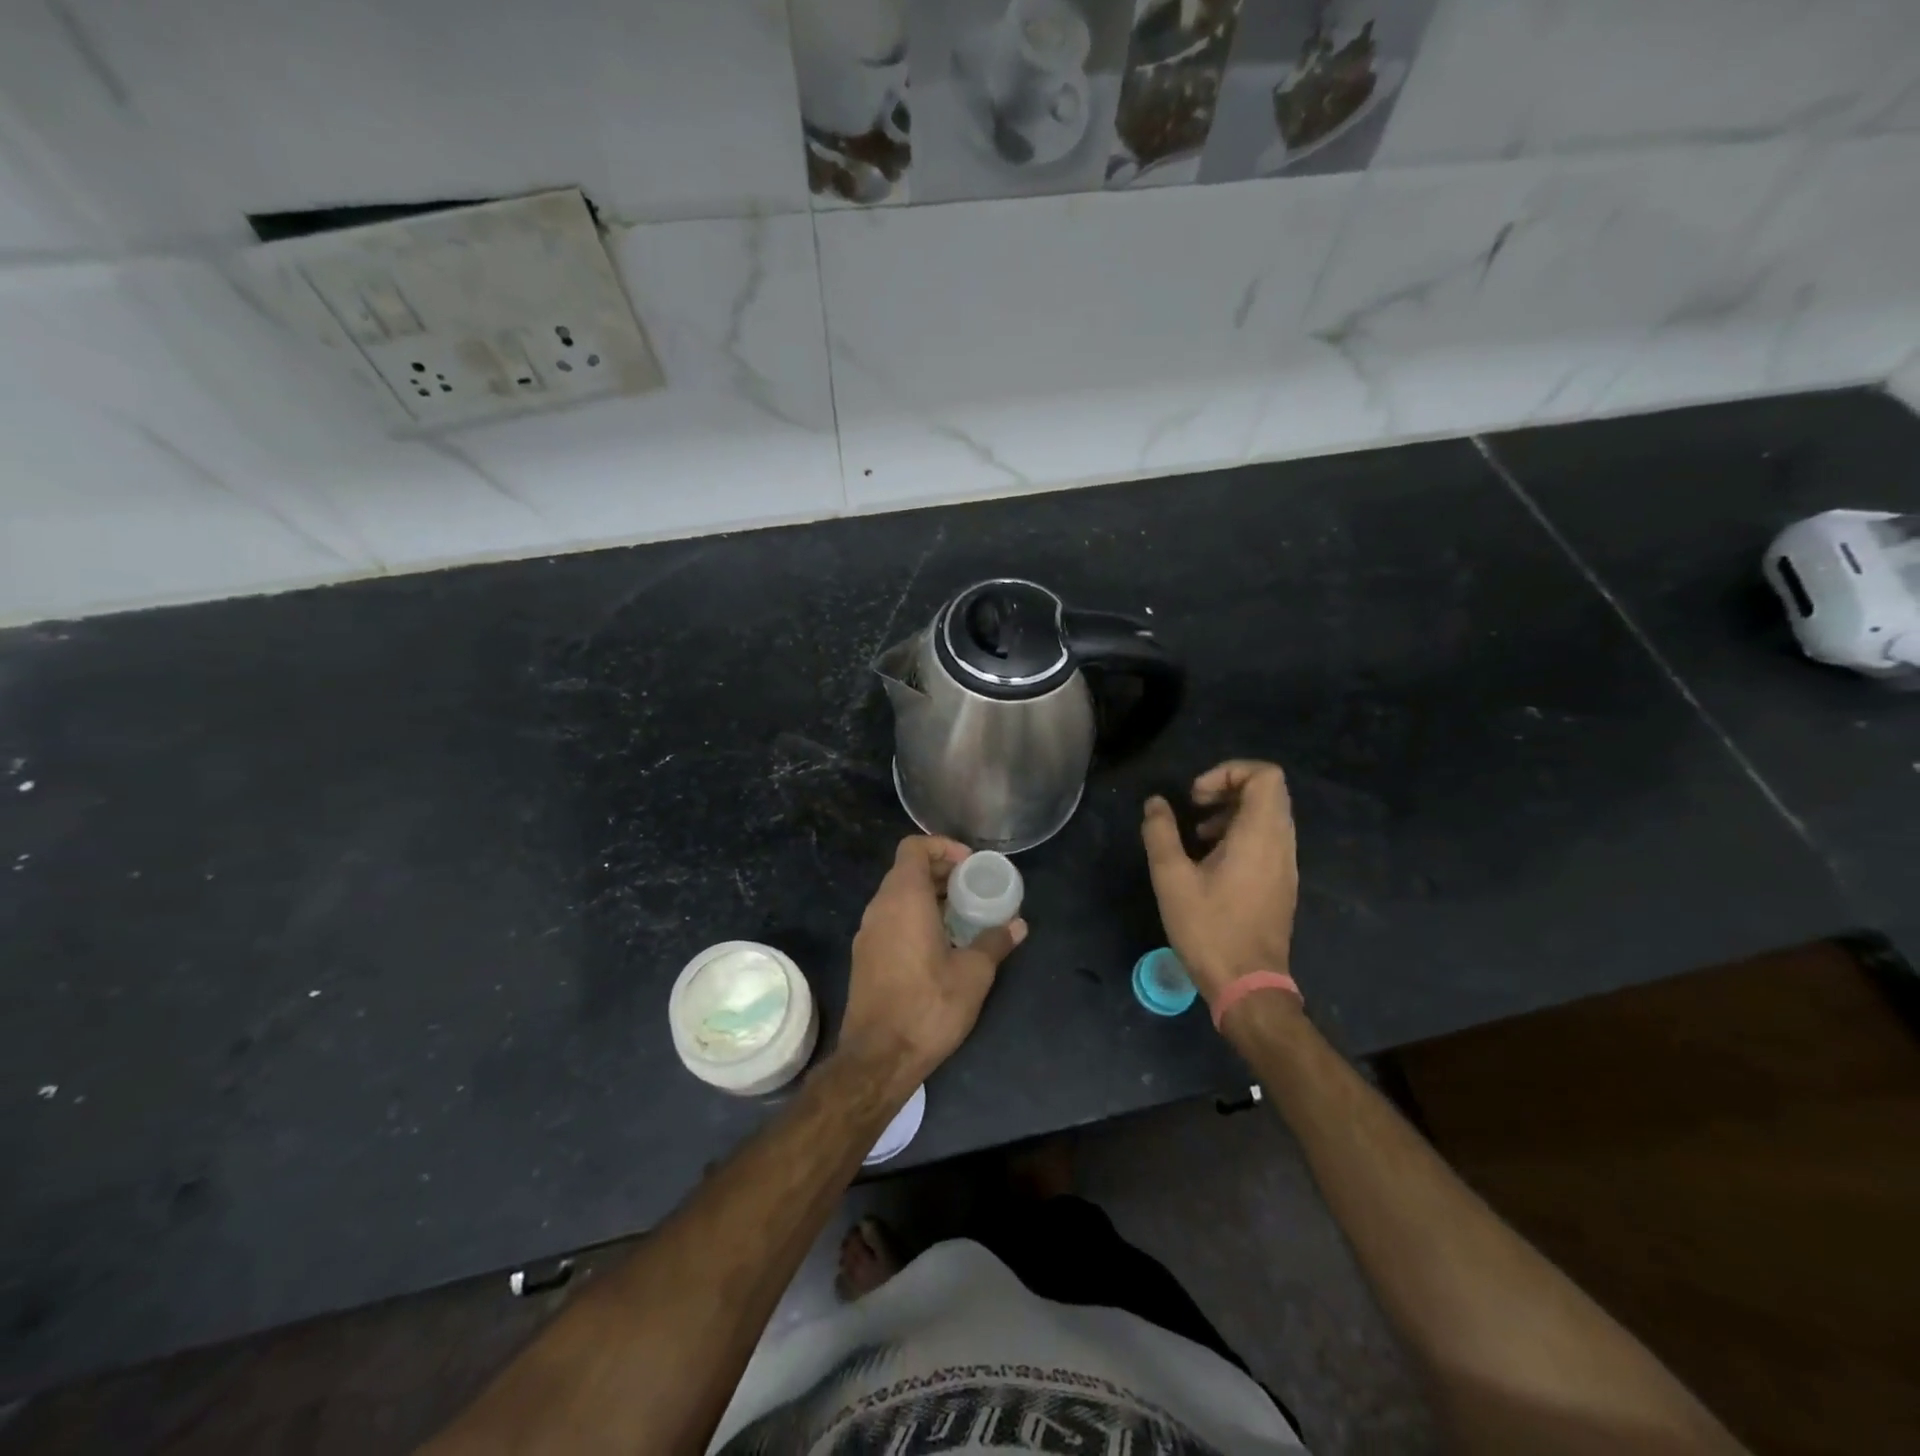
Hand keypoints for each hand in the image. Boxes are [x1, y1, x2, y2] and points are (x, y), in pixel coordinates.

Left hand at [838, 836, 1027, 1095]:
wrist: (878, 1058)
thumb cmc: (928, 1006)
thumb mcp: (973, 974)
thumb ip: (995, 942)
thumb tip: (1018, 924)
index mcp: (903, 899)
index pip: (914, 848)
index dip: (943, 847)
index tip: (970, 865)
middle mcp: (879, 907)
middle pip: (907, 870)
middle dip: (941, 873)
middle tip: (973, 889)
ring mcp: (867, 932)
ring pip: (897, 896)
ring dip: (928, 897)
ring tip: (962, 916)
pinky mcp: (864, 956)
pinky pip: (890, 919)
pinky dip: (914, 917)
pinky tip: (940, 944)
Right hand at [1140, 760, 1298, 1003]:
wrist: (1248, 984)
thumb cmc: (1209, 928)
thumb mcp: (1171, 878)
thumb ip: (1161, 833)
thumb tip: (1156, 804)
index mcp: (1260, 835)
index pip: (1265, 775)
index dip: (1229, 771)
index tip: (1197, 796)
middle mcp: (1281, 843)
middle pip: (1268, 791)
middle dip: (1228, 788)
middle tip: (1195, 807)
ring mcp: (1286, 865)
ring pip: (1268, 816)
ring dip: (1232, 813)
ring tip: (1197, 836)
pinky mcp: (1282, 883)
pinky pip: (1268, 840)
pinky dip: (1241, 835)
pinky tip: (1210, 862)